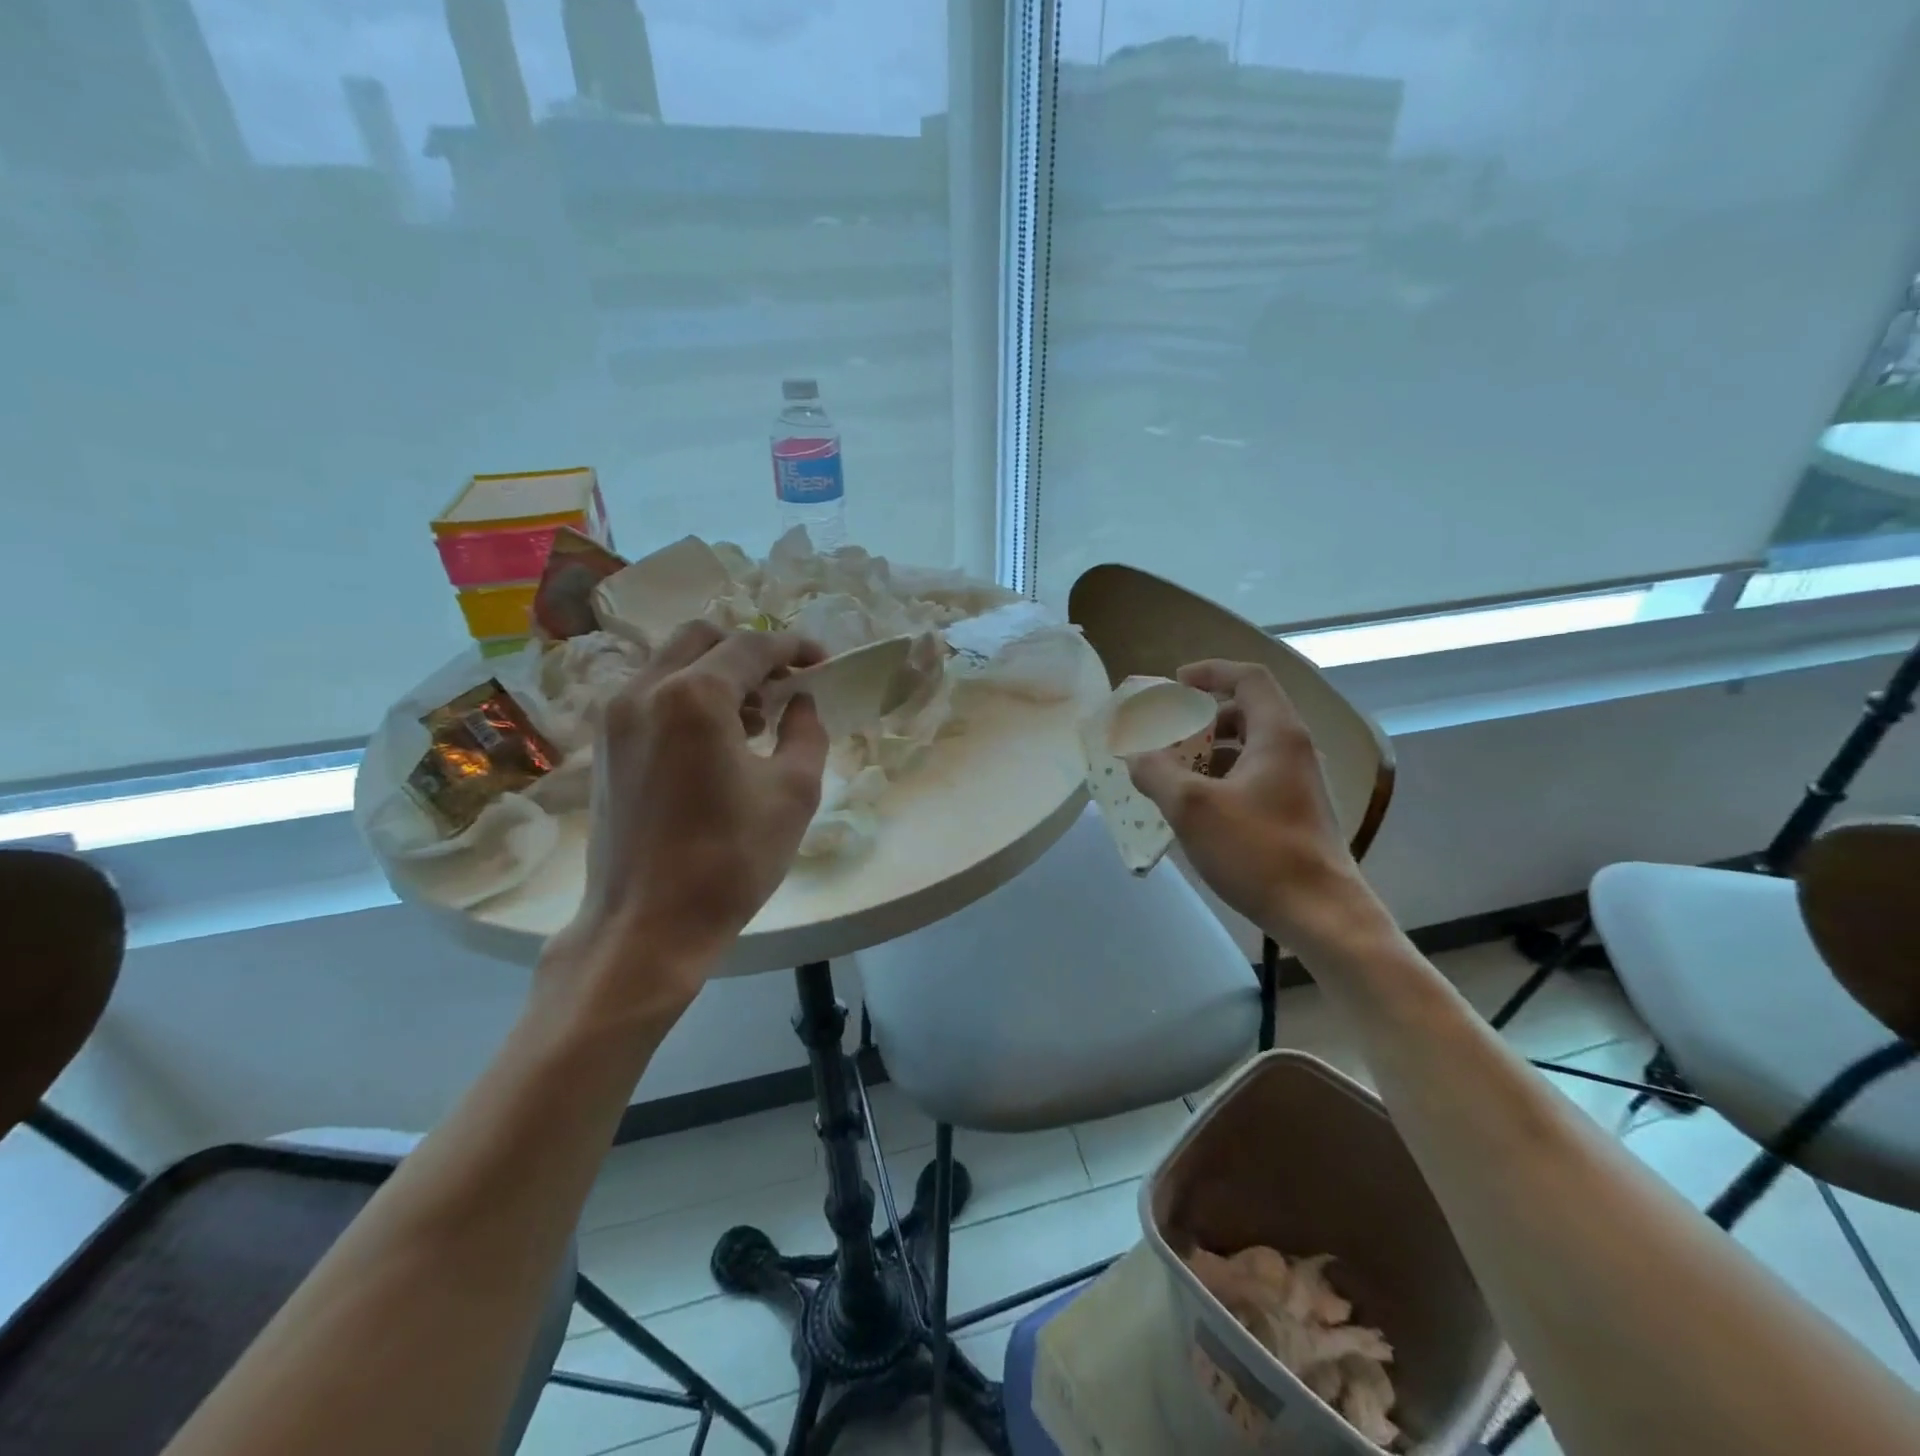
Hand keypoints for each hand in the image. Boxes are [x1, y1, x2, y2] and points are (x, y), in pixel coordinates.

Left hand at [542, 621, 828, 1021]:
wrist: (646, 925)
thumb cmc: (730, 860)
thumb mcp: (793, 793)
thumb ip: (806, 732)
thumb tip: (800, 702)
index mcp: (694, 697)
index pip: (751, 647)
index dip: (793, 647)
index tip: (822, 661)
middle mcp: (645, 691)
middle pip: (703, 638)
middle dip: (750, 651)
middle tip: (785, 684)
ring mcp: (616, 717)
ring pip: (671, 662)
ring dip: (717, 672)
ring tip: (755, 717)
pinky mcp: (605, 745)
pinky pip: (651, 694)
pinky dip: (688, 695)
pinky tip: (716, 739)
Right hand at [1126, 661, 1380, 950]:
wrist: (1321, 915)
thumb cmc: (1258, 851)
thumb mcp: (1193, 808)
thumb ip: (1156, 772)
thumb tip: (1134, 754)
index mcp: (1278, 735)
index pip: (1249, 679)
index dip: (1211, 672)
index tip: (1175, 682)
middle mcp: (1294, 751)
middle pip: (1248, 712)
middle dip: (1202, 717)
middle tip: (1168, 731)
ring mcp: (1298, 785)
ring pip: (1248, 749)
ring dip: (1209, 751)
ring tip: (1172, 770)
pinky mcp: (1294, 814)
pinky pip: (1252, 778)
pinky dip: (1221, 778)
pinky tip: (1195, 807)